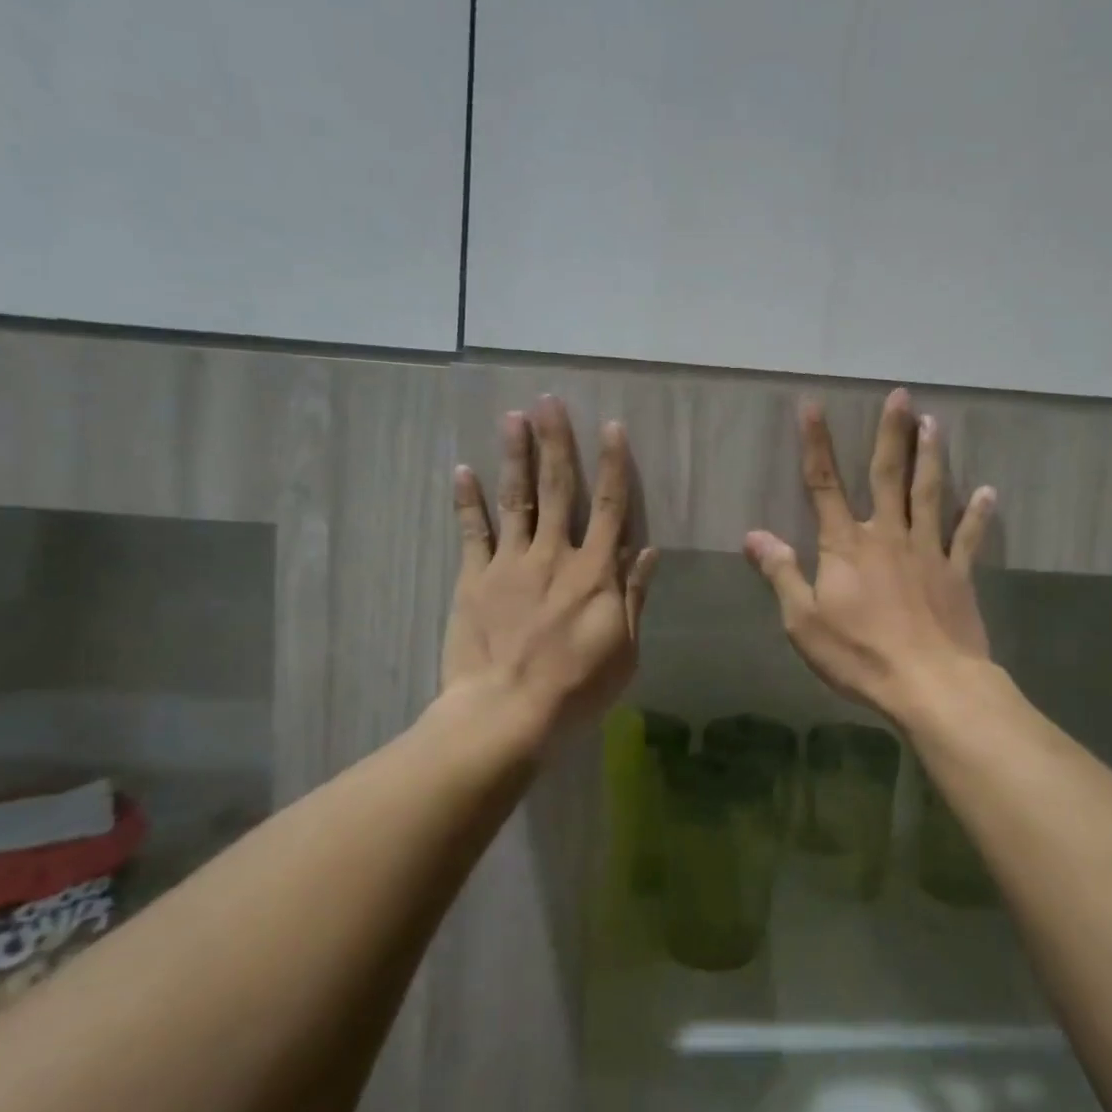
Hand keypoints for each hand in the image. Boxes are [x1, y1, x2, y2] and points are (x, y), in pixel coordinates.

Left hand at [444, 395, 656, 737]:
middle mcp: (554, 555)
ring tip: (513, 416)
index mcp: (595, 572)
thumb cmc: (577, 688)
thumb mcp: (624, 650)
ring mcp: (510, 564)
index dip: (612, 465)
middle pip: (557, 489)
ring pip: (516, 499)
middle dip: (556, 442)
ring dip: (515, 456)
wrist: (507, 712)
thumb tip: (649, 550)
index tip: (611, 427)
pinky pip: (472, 532)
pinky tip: (463, 469)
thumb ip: (634, 596)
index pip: (609, 507)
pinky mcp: (474, 579)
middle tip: (549, 400)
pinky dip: (468, 500)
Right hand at [744, 388, 995, 722]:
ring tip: (935, 423)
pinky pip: (968, 537)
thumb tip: (753, 535)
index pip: (824, 485)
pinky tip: (987, 492)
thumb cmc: (859, 654)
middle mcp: (888, 536)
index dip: (816, 445)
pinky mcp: (957, 575)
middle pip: (888, 476)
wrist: (929, 683)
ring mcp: (928, 552)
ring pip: (929, 494)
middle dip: (891, 434)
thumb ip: (781, 573)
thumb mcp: (803, 621)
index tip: (813, 406)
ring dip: (931, 457)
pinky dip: (977, 514)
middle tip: (901, 396)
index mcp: (845, 546)